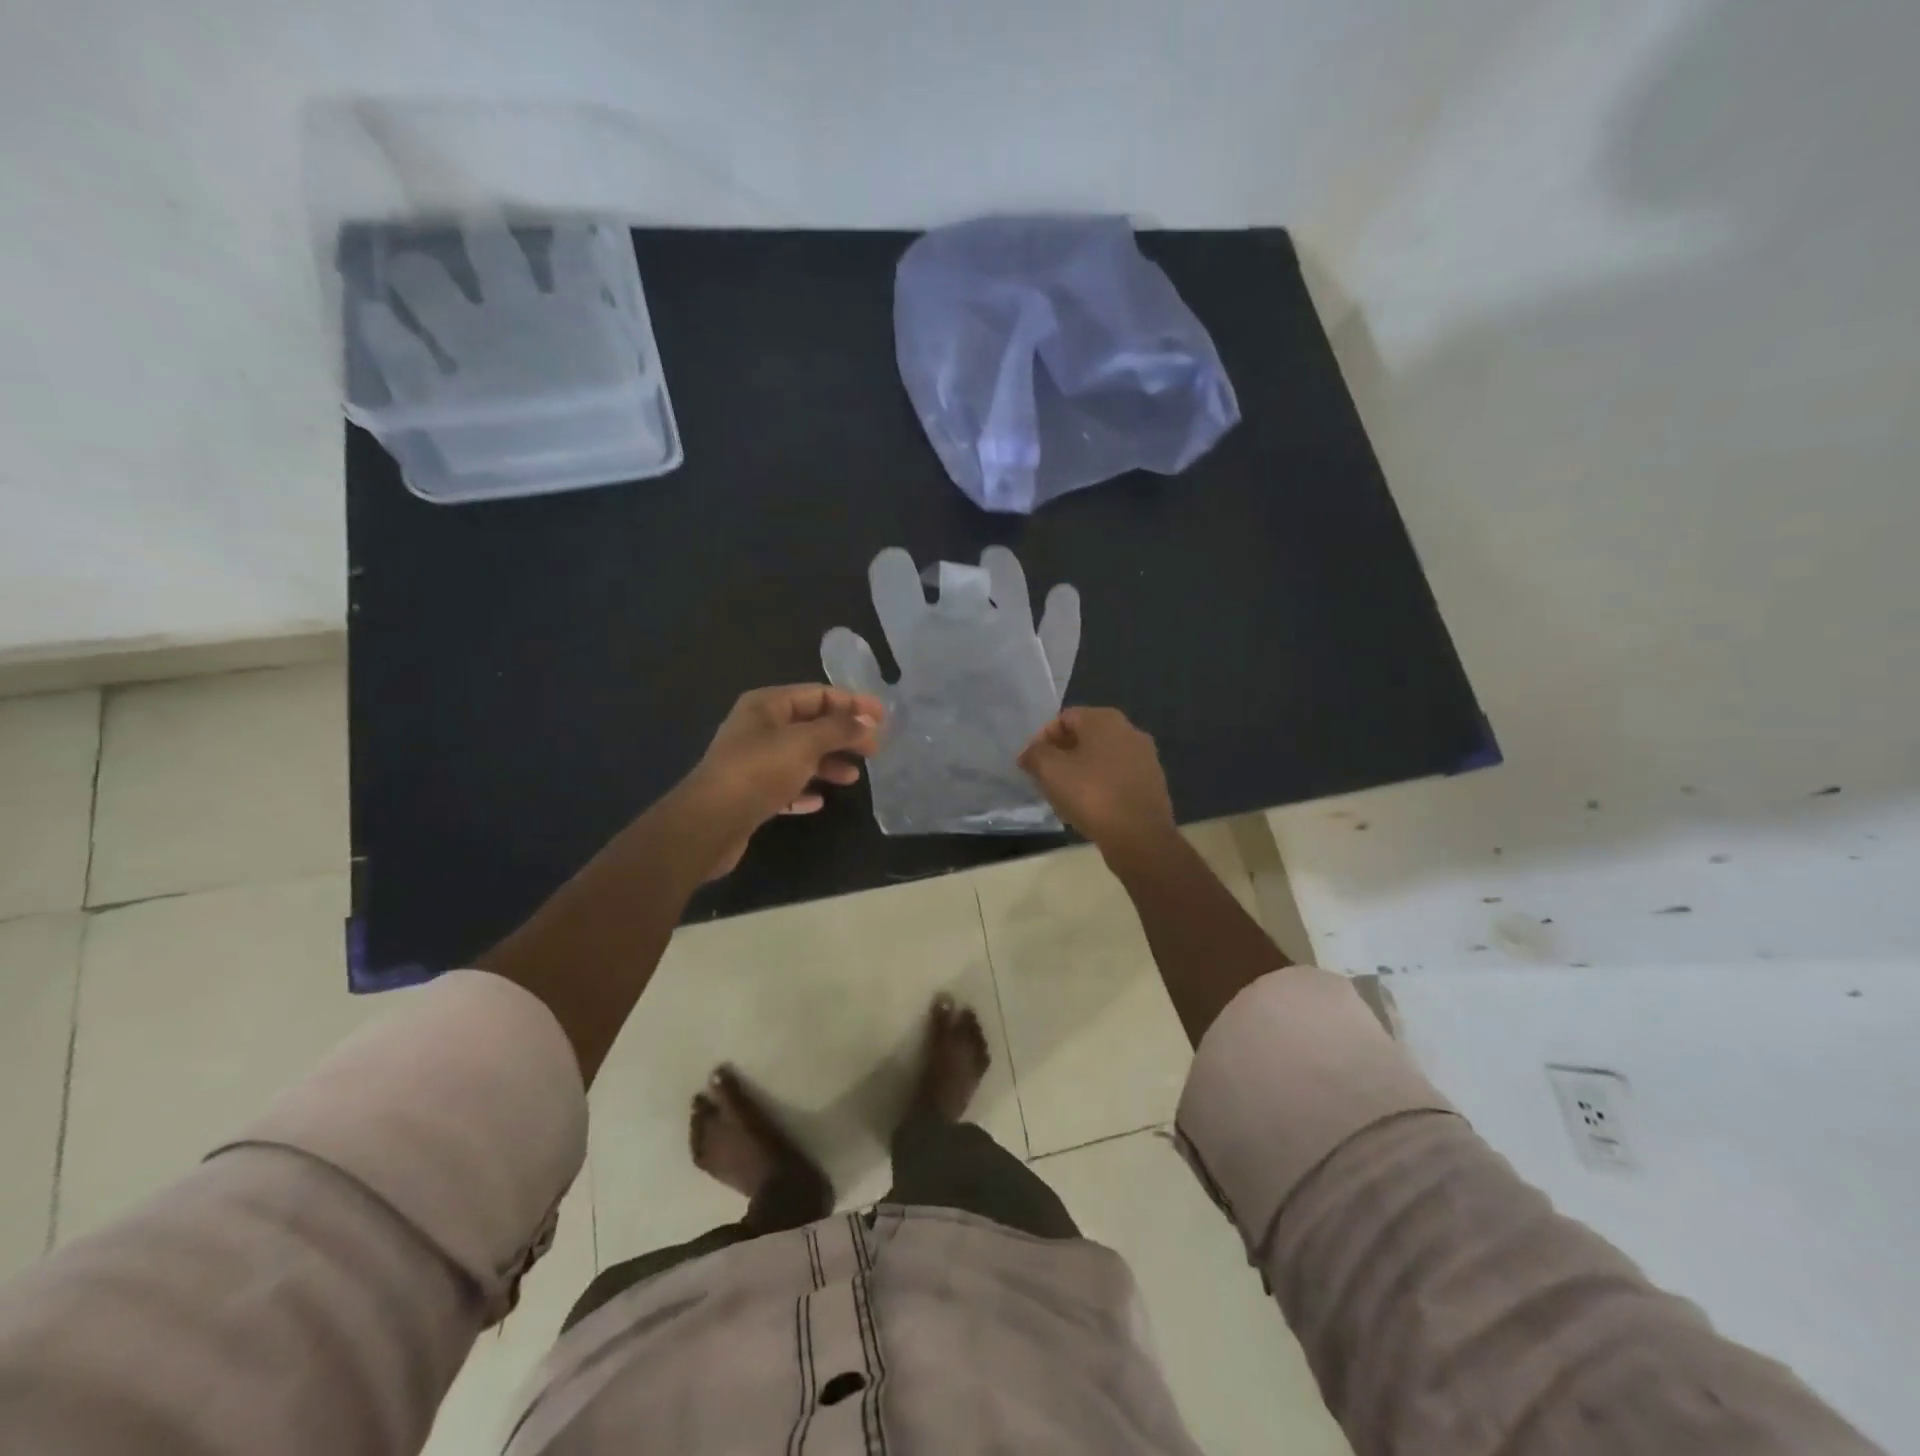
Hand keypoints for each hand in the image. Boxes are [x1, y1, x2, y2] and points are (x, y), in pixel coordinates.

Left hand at [686, 685, 884, 878]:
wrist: (710, 823)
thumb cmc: (758, 771)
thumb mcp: (805, 743)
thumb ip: (839, 729)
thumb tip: (867, 721)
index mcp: (767, 705)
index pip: (818, 694)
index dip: (852, 703)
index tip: (882, 718)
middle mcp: (758, 728)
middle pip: (811, 724)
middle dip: (843, 735)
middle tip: (874, 749)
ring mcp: (752, 761)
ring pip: (800, 756)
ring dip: (828, 763)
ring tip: (853, 778)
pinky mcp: (751, 793)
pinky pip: (786, 785)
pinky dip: (805, 788)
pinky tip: (820, 800)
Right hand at [1017, 707, 1175, 852]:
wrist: (1140, 837)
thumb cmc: (1092, 796)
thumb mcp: (1051, 771)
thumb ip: (1035, 754)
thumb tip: (1030, 753)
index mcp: (1105, 719)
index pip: (1064, 718)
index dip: (1042, 739)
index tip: (1030, 765)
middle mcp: (1130, 730)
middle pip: (1084, 736)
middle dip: (1061, 755)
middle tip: (1045, 779)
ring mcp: (1145, 756)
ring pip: (1101, 757)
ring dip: (1080, 771)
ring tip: (1064, 795)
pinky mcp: (1152, 782)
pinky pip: (1117, 776)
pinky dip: (1100, 784)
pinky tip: (1090, 806)